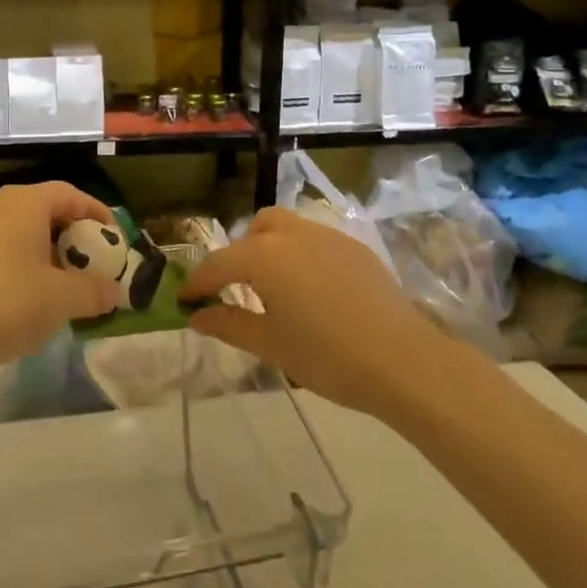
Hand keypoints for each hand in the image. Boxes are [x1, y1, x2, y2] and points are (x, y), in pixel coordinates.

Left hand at [0, 182, 117, 389]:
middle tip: (94, 257)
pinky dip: (27, 261)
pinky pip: (5, 246)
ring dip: (50, 249)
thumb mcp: (65, 298)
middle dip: (73, 232)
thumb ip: (96, 290)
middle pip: (46, 209)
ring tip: (70, 279)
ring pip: (24, 229)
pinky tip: (37, 293)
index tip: (114, 236)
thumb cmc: (11, 304)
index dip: (96, 211)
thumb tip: (115, 292)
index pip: (69, 193)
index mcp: (24, 202)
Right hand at [181, 207, 447, 419]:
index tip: (185, 301)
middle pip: (255, 231)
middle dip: (239, 255)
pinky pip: (316, 240)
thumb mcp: (270, 344)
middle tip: (236, 290)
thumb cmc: (326, 356)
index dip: (198, 284)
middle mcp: (292, 234)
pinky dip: (301, 254)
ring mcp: (327, 236)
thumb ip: (229, 325)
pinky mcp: (355, 247)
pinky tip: (312, 290)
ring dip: (271, 248)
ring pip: (287, 228)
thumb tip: (197, 316)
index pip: (218, 265)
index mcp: (263, 256)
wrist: (401, 359)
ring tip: (275, 286)